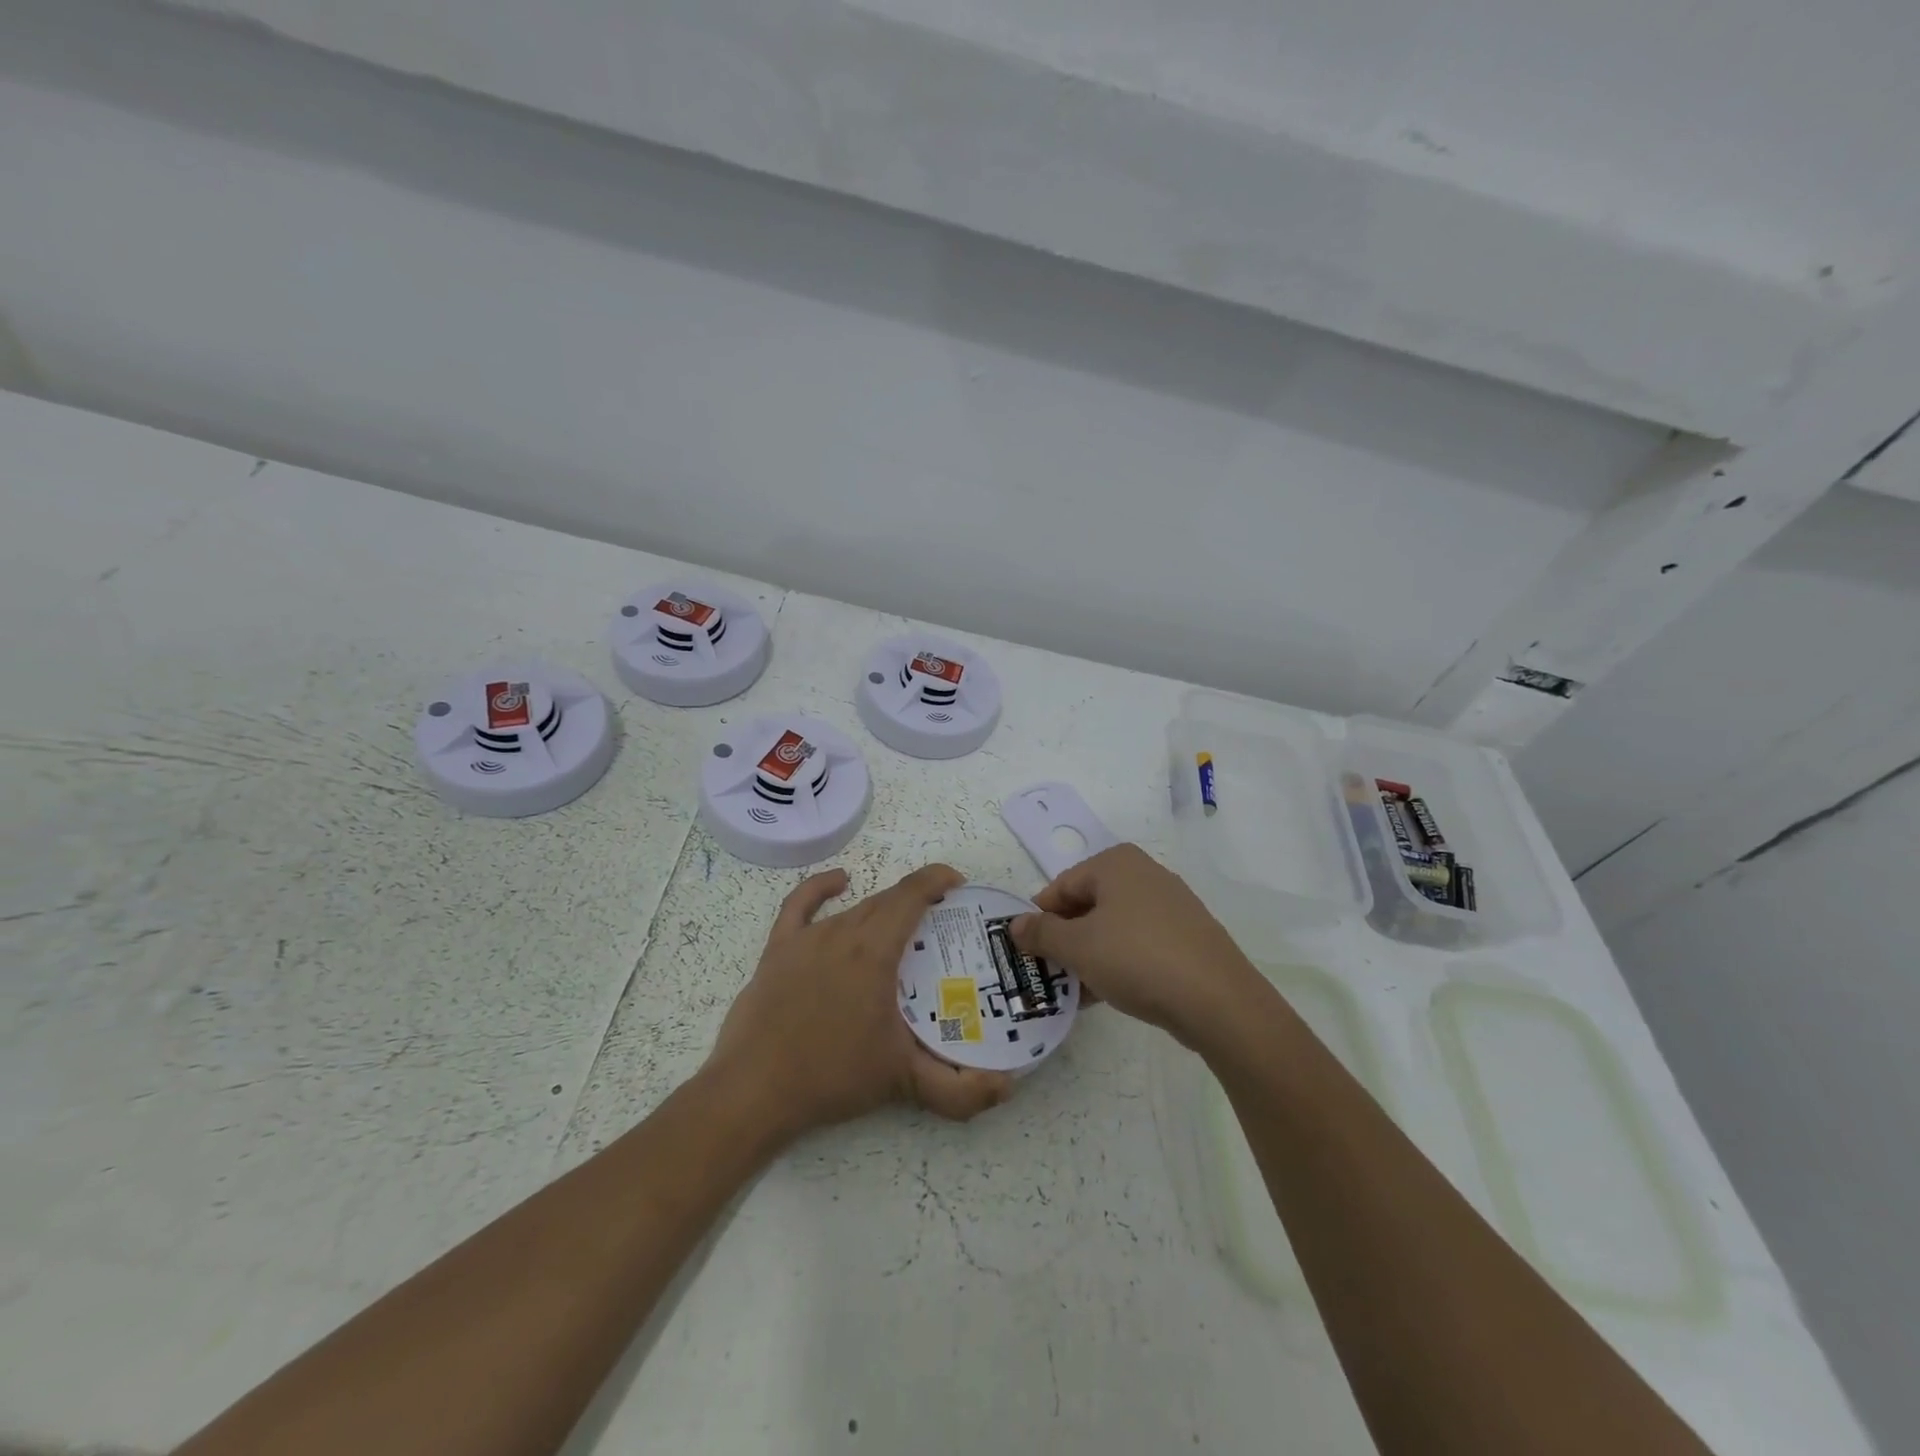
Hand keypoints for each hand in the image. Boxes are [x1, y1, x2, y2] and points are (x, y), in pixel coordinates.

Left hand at [707, 864, 1012, 1141]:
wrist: (754, 1091)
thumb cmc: (832, 1076)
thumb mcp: (903, 1082)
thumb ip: (960, 1090)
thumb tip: (1007, 1088)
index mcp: (875, 950)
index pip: (912, 895)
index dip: (937, 879)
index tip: (958, 883)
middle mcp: (843, 932)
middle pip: (886, 902)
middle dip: (917, 903)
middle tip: (940, 925)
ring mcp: (807, 938)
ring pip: (854, 910)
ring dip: (881, 911)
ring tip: (900, 930)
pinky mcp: (778, 949)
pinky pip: (801, 905)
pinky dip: (821, 888)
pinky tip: (839, 882)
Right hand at [1010, 844, 1259, 1049]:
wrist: (1218, 1000)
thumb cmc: (1137, 959)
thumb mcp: (1077, 947)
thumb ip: (1040, 934)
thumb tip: (1014, 926)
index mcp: (1116, 863)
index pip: (1061, 886)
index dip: (1040, 919)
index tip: (1029, 953)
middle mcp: (1145, 873)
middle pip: (1088, 904)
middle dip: (1066, 939)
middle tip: (1051, 973)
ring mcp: (1171, 905)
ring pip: (1114, 926)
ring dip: (1091, 955)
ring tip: (1077, 990)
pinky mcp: (1188, 936)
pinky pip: (1140, 943)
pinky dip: (1120, 962)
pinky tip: (1110, 993)